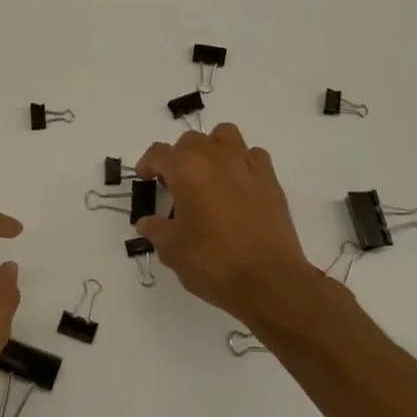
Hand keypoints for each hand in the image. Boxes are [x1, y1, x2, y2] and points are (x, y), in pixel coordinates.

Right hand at [135, 124, 318, 322]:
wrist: (269, 281)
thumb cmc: (213, 263)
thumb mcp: (172, 250)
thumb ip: (157, 230)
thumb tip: (147, 222)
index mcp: (187, 171)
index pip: (159, 153)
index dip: (148, 164)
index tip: (146, 179)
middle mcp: (216, 159)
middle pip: (191, 140)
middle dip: (178, 157)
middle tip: (175, 183)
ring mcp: (247, 166)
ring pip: (225, 135)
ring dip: (211, 148)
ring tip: (208, 174)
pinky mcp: (270, 180)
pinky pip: (253, 155)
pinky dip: (241, 162)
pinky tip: (237, 185)